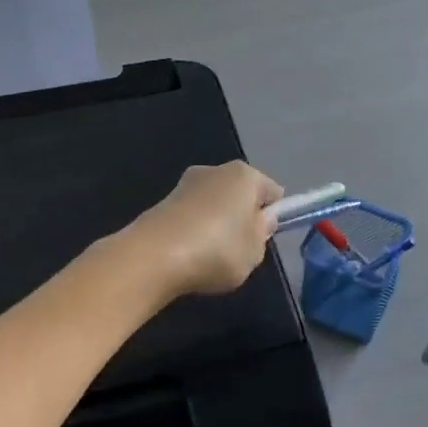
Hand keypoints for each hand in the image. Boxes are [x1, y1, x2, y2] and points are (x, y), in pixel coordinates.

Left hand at [130, 161, 282, 297]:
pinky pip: (191, 215)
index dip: (273, 215)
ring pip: (214, 203)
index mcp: (246, 176)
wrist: (154, 256)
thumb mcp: (255, 252)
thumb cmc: (217, 251)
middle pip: (240, 194)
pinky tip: (189, 254)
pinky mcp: (163, 201)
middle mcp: (216, 170)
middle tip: (241, 249)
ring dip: (216, 223)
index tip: (264, 239)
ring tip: (211, 256)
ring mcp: (186, 183)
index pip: (273, 192)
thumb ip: (263, 233)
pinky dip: (194, 230)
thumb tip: (262, 218)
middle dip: (243, 216)